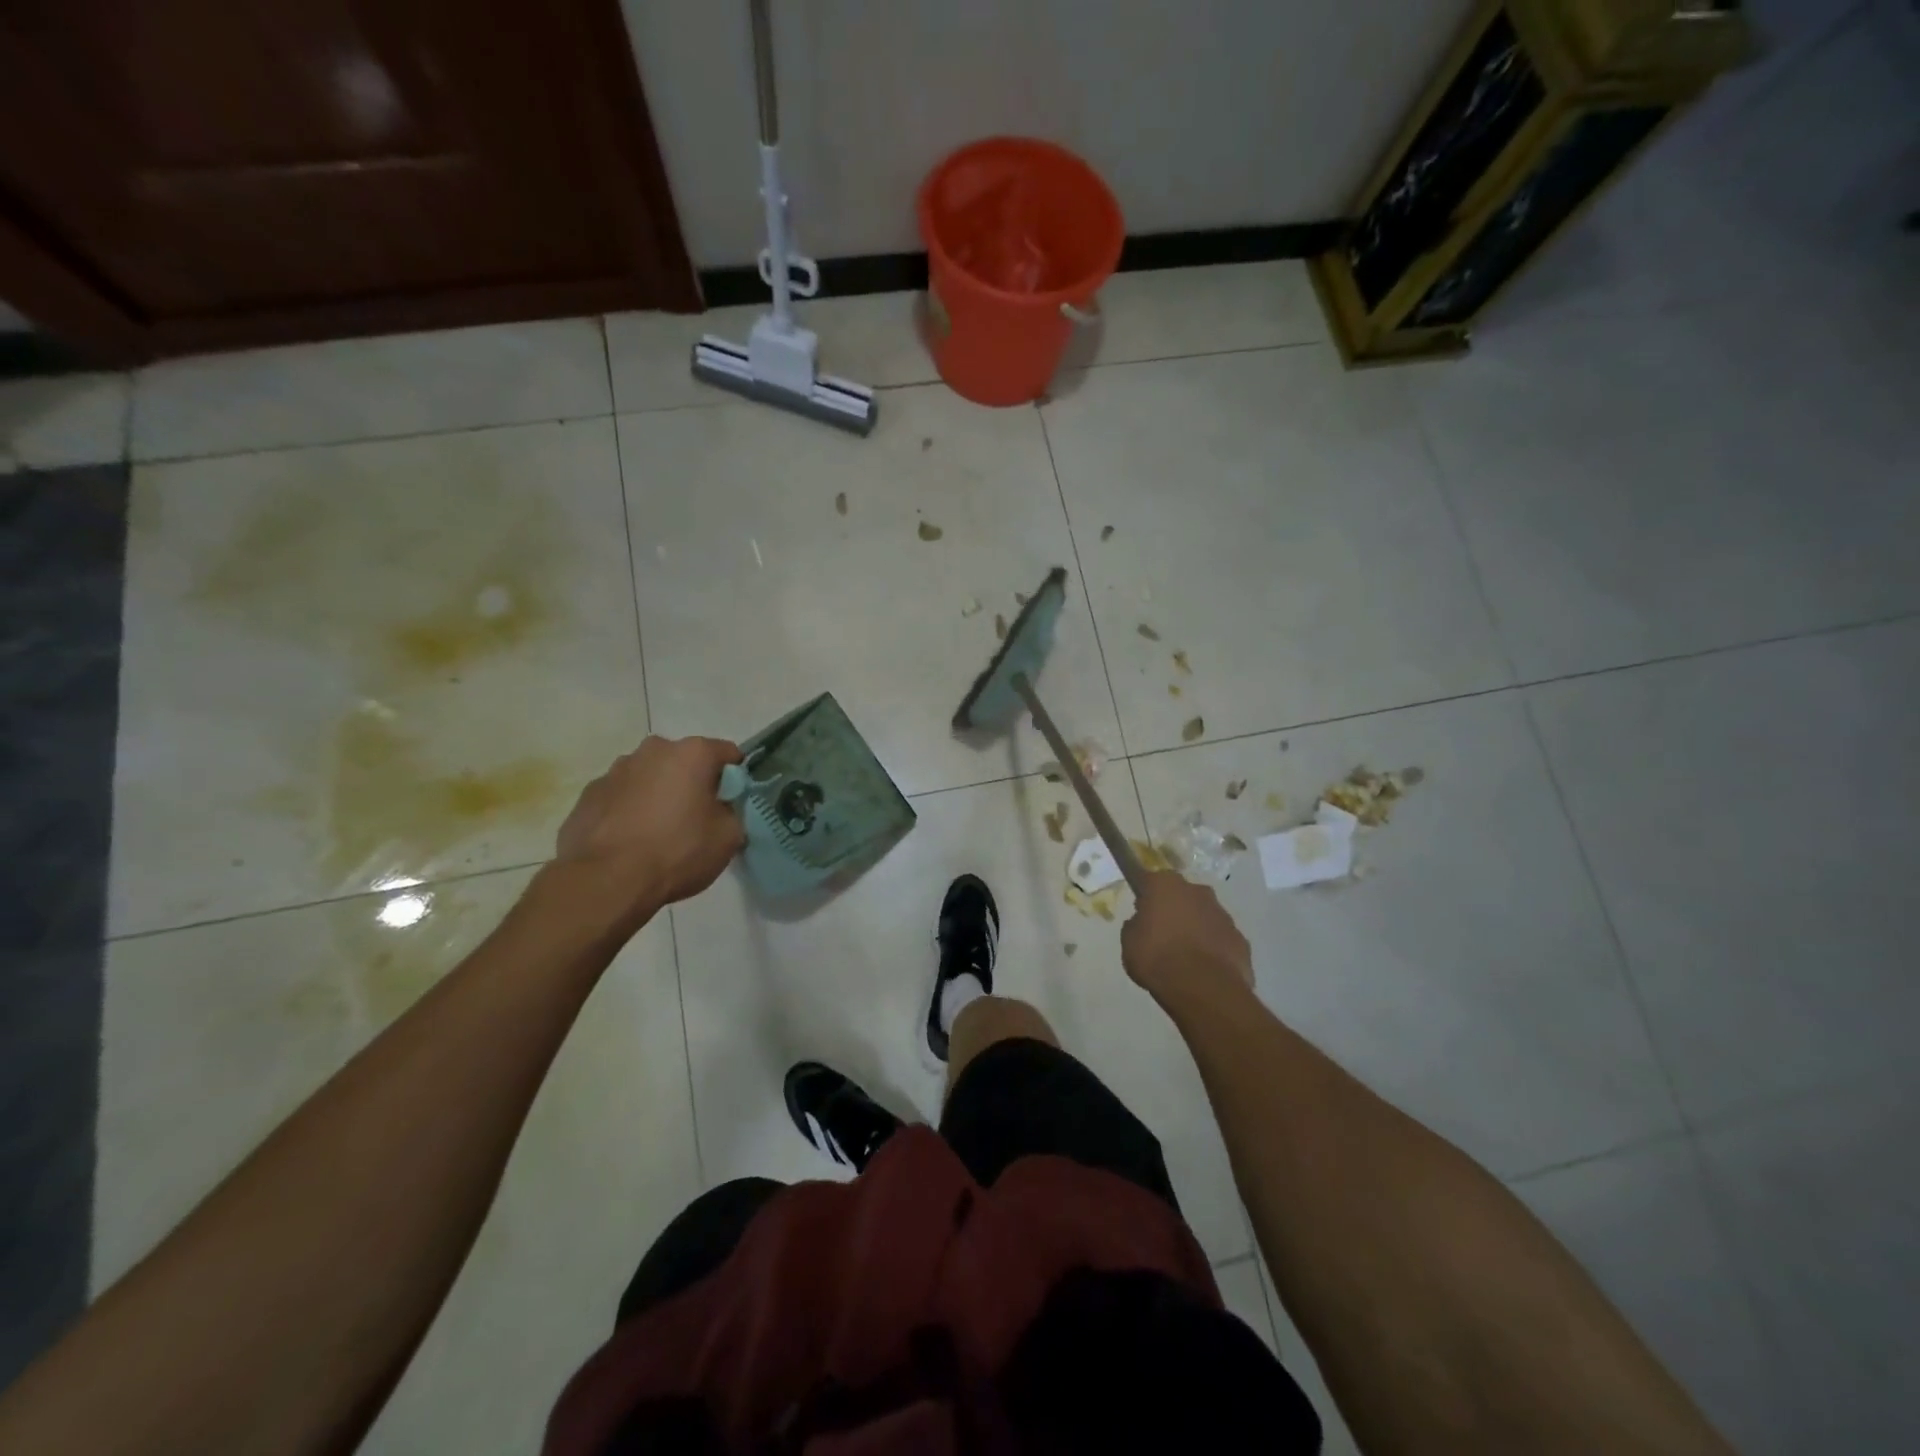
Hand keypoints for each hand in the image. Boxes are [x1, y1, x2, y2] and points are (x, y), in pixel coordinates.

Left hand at [556, 736, 745, 910]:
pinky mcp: (588, 795)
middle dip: (693, 784)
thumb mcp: (729, 837)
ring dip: (658, 795)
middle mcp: (652, 750)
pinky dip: (629, 812)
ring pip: (649, 778)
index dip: (736, 779)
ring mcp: (614, 771)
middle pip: (684, 762)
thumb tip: (721, 810)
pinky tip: (630, 842)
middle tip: (696, 820)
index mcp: (692, 753)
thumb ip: (732, 812)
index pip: (728, 754)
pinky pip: (620, 798)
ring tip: (658, 834)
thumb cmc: (677, 851)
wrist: (606, 881)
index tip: (733, 804)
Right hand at [1121, 872, 1254, 1011]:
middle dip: (1172, 907)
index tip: (1140, 907)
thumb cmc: (1157, 958)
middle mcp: (1196, 891)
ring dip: (1194, 926)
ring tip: (1183, 954)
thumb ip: (1135, 926)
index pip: (1148, 879)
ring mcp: (1222, 914)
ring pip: (1203, 914)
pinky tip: (1203, 967)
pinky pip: (1220, 937)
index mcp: (1164, 885)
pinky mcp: (1240, 938)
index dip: (1143, 892)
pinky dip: (1212, 947)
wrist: (1204, 989)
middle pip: (1180, 894)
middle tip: (1161, 932)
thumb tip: (1142, 922)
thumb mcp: (1129, 943)